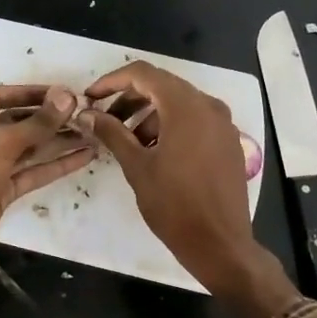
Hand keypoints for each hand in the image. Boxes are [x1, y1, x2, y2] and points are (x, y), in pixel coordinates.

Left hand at [0, 85, 90, 317]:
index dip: (28, 92)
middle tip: (81, 113)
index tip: (59, 92)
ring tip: (90, 133)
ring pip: (29, 149)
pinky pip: (33, 172)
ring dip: (57, 141)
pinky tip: (83, 158)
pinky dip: (56, 165)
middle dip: (48, 118)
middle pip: (18, 122)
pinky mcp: (4, 191)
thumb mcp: (1, 146)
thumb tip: (67, 96)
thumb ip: (36, 123)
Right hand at [77, 62, 269, 297]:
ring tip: (128, 141)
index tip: (91, 98)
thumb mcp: (137, 166)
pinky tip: (155, 151)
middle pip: (163, 86)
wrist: (219, 243)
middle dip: (130, 98)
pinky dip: (171, 125)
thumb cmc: (174, 204)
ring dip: (150, 114)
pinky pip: (196, 120)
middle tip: (105, 119)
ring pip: (180, 104)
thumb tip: (87, 114)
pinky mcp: (229, 142)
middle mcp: (209, 106)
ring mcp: (223, 124)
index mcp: (186, 107)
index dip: (112, 81)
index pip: (143, 74)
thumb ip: (111, 133)